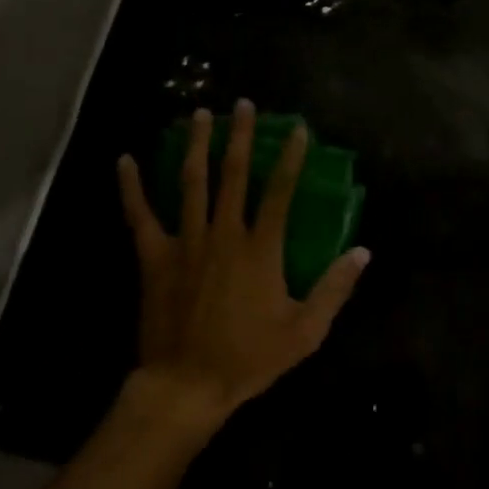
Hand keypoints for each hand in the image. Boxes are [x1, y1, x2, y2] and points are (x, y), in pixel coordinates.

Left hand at [116, 100, 370, 429]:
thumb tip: (363, 251)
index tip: (297, 129)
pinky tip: (125, 159)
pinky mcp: (154, 256)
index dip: (290, 158)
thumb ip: (334, 288)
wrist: (187, 384)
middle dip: (240, 136)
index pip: (279, 192)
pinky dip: (131, 187)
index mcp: (260, 249)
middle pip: (233, 175)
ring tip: (200, 114)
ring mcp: (185, 242)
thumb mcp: (305, 331)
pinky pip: (140, 215)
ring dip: (197, 146)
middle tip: (243, 104)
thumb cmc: (249, 358)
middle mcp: (223, 234)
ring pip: (191, 183)